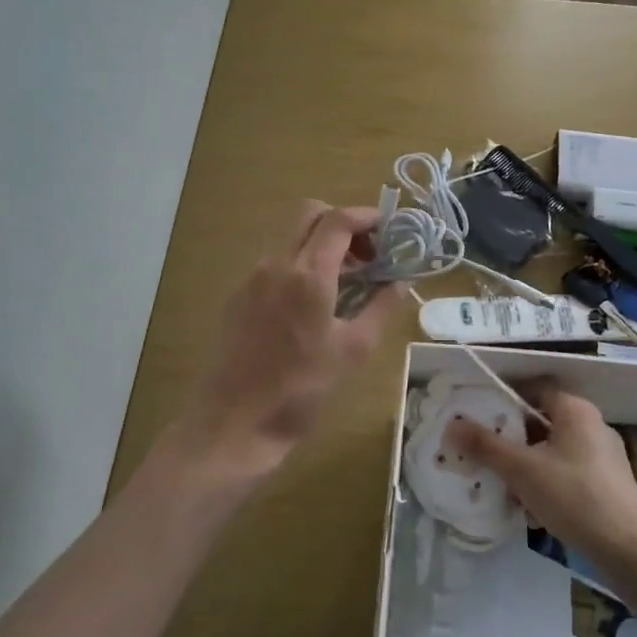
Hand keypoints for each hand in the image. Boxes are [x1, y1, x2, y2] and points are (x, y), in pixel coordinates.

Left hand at [175, 200, 401, 481]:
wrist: (235, 422)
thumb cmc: (301, 389)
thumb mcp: (353, 351)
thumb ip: (381, 308)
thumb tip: (402, 282)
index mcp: (307, 274)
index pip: (338, 220)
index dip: (367, 217)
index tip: (390, 230)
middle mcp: (276, 264)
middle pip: (310, 214)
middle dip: (342, 223)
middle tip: (367, 253)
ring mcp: (252, 278)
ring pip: (290, 236)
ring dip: (320, 242)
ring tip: (346, 280)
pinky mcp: (238, 295)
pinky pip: (275, 262)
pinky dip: (300, 262)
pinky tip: (313, 301)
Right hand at [447, 384, 636, 573]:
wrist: (628, 549)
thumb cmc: (573, 496)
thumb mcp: (521, 469)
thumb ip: (485, 446)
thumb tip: (452, 425)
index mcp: (575, 410)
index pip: (534, 388)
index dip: (505, 397)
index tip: (479, 414)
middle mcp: (592, 425)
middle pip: (542, 420)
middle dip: (511, 437)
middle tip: (483, 451)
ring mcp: (603, 456)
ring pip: (553, 450)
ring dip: (527, 464)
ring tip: (501, 483)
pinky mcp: (608, 484)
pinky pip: (567, 473)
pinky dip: (546, 482)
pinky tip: (530, 508)